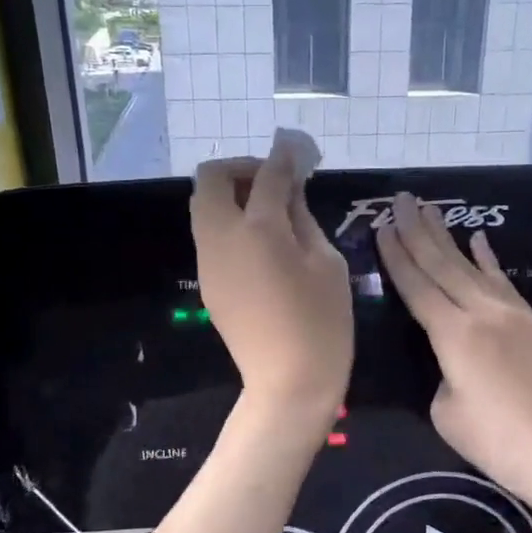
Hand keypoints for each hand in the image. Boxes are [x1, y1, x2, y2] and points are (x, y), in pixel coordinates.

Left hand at [191, 136, 352, 422]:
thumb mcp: (327, 263)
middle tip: (274, 183)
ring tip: (270, 211)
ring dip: (230, 195)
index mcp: (258, 229)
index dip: (283, 156)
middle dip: (240, 169)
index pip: (266, 175)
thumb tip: (290, 189)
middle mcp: (222, 237)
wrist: (288, 384)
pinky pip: (210, 235)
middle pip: (210, 179)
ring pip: (203, 207)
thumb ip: (304, 218)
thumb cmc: (322, 323)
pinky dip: (228, 222)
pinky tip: (260, 243)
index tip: (295, 148)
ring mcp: (208, 261)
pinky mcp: (208, 282)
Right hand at [376, 192, 531, 511]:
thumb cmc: (503, 445)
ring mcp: (514, 315)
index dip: (396, 255)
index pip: (416, 286)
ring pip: (473, 267)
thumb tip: (453, 363)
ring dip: (449, 237)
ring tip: (431, 209)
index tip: (381, 225)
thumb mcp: (448, 415)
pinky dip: (489, 259)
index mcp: (453, 335)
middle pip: (443, 264)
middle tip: (401, 199)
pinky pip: (503, 282)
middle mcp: (482, 312)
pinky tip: (480, 240)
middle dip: (418, 230)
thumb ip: (442, 377)